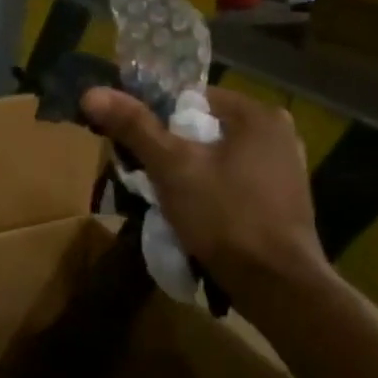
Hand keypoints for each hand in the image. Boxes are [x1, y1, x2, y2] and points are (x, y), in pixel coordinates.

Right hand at [81, 85, 325, 288]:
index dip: (156, 116)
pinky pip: (232, 182)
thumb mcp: (172, 167)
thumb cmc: (224, 215)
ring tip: (163, 197)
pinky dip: (210, 191)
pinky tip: (193, 214)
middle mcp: (279, 134)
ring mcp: (285, 169)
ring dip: (188, 172)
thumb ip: (134, 126)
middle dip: (171, 148)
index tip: (134, 143)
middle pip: (205, 128)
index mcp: (259, 115)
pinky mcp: (282, 202)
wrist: (277, 285)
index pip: (192, 97)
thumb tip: (92, 93)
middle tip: (144, 173)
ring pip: (217, 158)